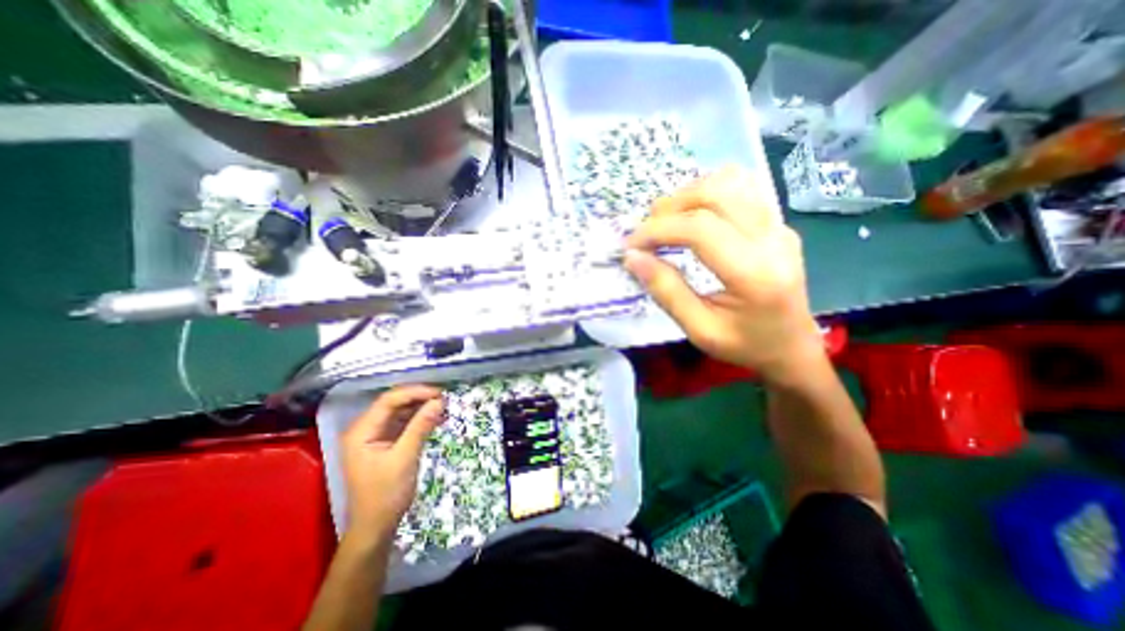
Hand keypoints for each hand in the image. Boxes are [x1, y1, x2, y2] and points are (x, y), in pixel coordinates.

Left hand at [339, 385, 445, 541]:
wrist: (376, 527)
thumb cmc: (386, 494)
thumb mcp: (405, 458)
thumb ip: (421, 427)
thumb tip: (439, 401)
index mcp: (361, 431)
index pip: (388, 400)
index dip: (415, 392)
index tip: (439, 393)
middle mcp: (365, 429)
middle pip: (394, 403)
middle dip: (419, 398)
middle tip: (444, 398)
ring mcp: (375, 435)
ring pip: (400, 411)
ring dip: (421, 407)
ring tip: (444, 406)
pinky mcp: (385, 442)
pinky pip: (404, 423)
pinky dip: (420, 419)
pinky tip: (436, 418)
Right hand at [619, 164, 824, 385]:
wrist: (792, 347)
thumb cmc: (745, 346)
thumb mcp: (699, 330)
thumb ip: (666, 291)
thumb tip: (632, 258)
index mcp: (755, 274)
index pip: (700, 229)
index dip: (657, 230)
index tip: (631, 245)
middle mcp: (773, 240)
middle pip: (715, 194)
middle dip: (669, 207)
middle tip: (646, 232)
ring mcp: (780, 226)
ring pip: (729, 181)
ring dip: (688, 195)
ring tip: (666, 221)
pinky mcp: (778, 223)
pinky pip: (740, 188)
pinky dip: (707, 193)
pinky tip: (692, 216)